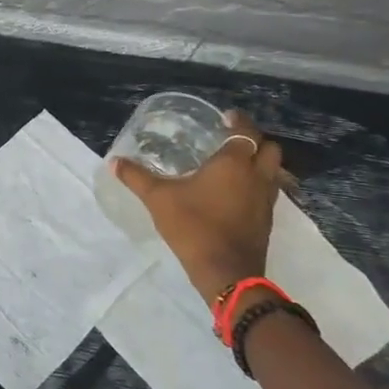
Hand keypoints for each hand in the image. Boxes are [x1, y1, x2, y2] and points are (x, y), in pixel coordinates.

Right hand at [110, 110, 285, 312]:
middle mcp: (256, 176)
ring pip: (274, 170)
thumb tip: (114, 161)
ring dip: (260, 162)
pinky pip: (269, 190)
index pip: (245, 132)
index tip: (226, 116)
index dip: (238, 121)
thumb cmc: (193, 226)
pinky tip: (237, 192)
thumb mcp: (158, 199)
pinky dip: (258, 183)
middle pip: (269, 148)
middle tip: (232, 139)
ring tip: (236, 164)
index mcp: (233, 164)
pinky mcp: (267, 219)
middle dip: (255, 139)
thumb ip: (136, 177)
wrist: (226, 272)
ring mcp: (266, 199)